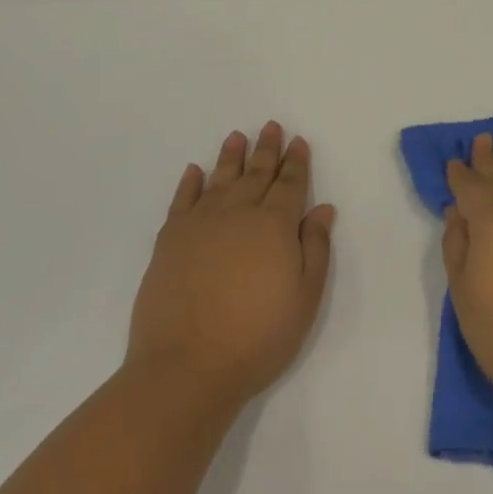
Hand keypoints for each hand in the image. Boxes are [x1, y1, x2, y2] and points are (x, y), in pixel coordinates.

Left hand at [126, 123, 336, 410]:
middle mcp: (238, 213)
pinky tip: (195, 171)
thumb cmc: (257, 336)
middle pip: (255, 174)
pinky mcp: (169, 240)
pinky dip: (189, 183)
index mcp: (274, 225)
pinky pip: (182, 200)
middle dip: (266, 149)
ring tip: (237, 136)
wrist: (186, 366)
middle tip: (271, 126)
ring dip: (230, 157)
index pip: (289, 184)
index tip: (298, 141)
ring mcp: (199, 224)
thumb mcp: (305, 298)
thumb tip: (323, 209)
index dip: (296, 162)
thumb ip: (316, 248)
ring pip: (219, 179)